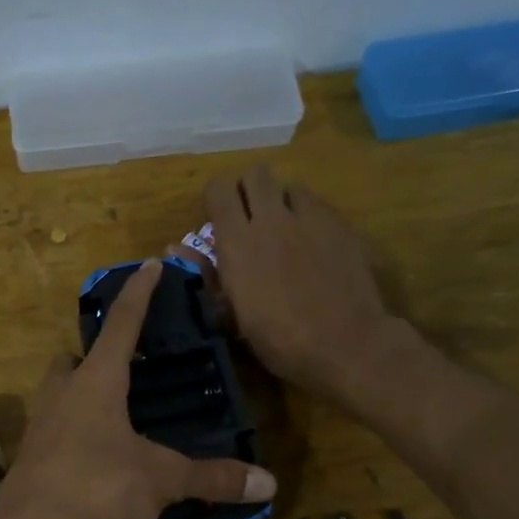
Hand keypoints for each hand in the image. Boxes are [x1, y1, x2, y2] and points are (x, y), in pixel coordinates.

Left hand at [0, 260, 275, 518]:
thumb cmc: (99, 487)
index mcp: (96, 383)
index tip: (151, 264)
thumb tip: (269, 484)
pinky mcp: (26, 460)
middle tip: (121, 369)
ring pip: (56, 395)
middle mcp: (61, 395)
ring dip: (78, 395)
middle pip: (71, 360)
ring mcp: (38, 427)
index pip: (122, 324)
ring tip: (111, 415)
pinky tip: (91, 458)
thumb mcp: (162, 479)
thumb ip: (212, 478)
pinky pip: (50, 432)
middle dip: (93, 356)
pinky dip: (70, 434)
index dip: (139, 293)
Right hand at [205, 167, 396, 410]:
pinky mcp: (340, 225)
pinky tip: (315, 244)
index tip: (220, 219)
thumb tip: (174, 248)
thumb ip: (208, 273)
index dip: (218, 199)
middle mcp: (271, 219)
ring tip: (287, 231)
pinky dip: (310, 217)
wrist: (344, 344)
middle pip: (256, 174)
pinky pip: (318, 205)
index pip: (219, 189)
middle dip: (250, 190)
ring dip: (283, 202)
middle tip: (252, 218)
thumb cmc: (279, 339)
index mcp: (237, 242)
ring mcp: (310, 218)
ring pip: (290, 186)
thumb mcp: (233, 313)